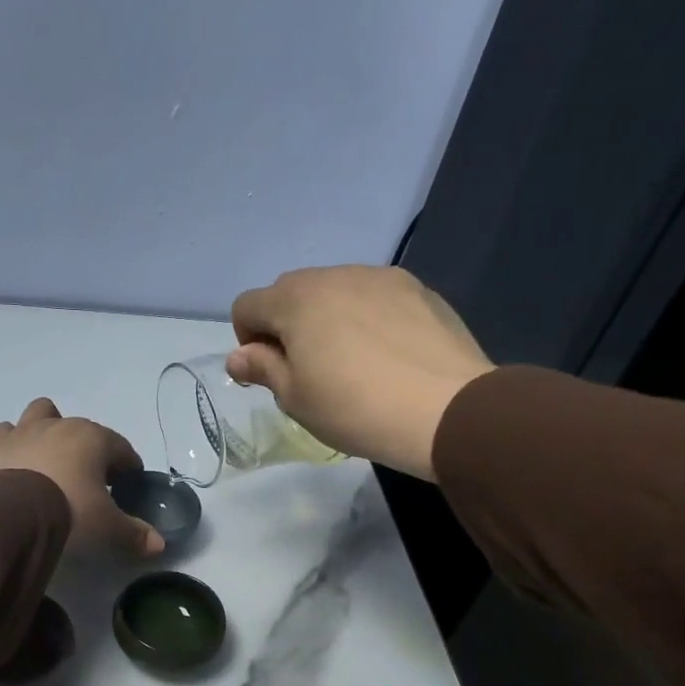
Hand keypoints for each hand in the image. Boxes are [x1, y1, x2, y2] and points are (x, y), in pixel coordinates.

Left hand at [0, 398, 164, 557]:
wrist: (11, 514)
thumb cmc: (70, 511)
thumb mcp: (107, 527)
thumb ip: (134, 533)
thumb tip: (159, 545)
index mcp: (94, 439)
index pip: (121, 448)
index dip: (128, 466)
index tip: (127, 485)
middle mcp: (60, 425)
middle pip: (82, 429)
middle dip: (89, 449)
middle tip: (89, 481)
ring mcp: (24, 431)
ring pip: (42, 414)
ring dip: (48, 430)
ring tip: (49, 460)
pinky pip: (6, 433)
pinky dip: (13, 444)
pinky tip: (15, 464)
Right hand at [227, 266, 494, 479]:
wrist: (446, 410)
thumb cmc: (354, 408)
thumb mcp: (295, 398)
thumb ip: (262, 368)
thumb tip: (238, 356)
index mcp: (295, 300)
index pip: (248, 305)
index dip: (247, 340)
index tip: (269, 373)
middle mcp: (335, 275)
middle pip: (290, 292)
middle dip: (286, 325)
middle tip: (308, 370)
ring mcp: (380, 277)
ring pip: (335, 291)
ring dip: (327, 318)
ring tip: (352, 362)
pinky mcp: (418, 289)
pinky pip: (374, 297)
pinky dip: (366, 317)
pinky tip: (387, 355)